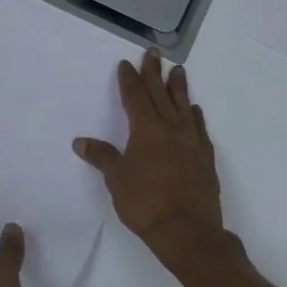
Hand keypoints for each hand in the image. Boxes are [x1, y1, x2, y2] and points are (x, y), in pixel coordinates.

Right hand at [74, 51, 225, 270]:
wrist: (188, 232)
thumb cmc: (146, 203)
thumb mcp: (116, 179)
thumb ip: (102, 157)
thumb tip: (81, 142)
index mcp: (146, 131)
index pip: (135, 98)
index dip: (129, 80)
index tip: (126, 64)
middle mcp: (171, 130)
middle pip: (161, 95)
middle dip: (154, 73)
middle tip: (153, 53)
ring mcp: (191, 143)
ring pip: (184, 107)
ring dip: (179, 89)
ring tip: (178, 71)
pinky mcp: (205, 159)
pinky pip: (200, 129)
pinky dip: (196, 116)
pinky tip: (195, 111)